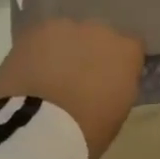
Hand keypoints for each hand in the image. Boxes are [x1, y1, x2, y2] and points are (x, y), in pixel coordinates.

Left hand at [0, 19, 144, 158]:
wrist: (38, 126)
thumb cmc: (86, 132)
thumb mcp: (116, 112)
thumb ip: (117, 85)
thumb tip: (109, 80)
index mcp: (127, 52)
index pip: (130, 47)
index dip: (119, 63)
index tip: (109, 80)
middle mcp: (100, 30)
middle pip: (98, 35)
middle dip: (90, 52)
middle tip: (76, 78)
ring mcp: (65, 26)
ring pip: (67, 34)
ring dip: (62, 50)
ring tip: (48, 76)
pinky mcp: (34, 30)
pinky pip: (40, 38)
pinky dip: (36, 52)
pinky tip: (29, 73)